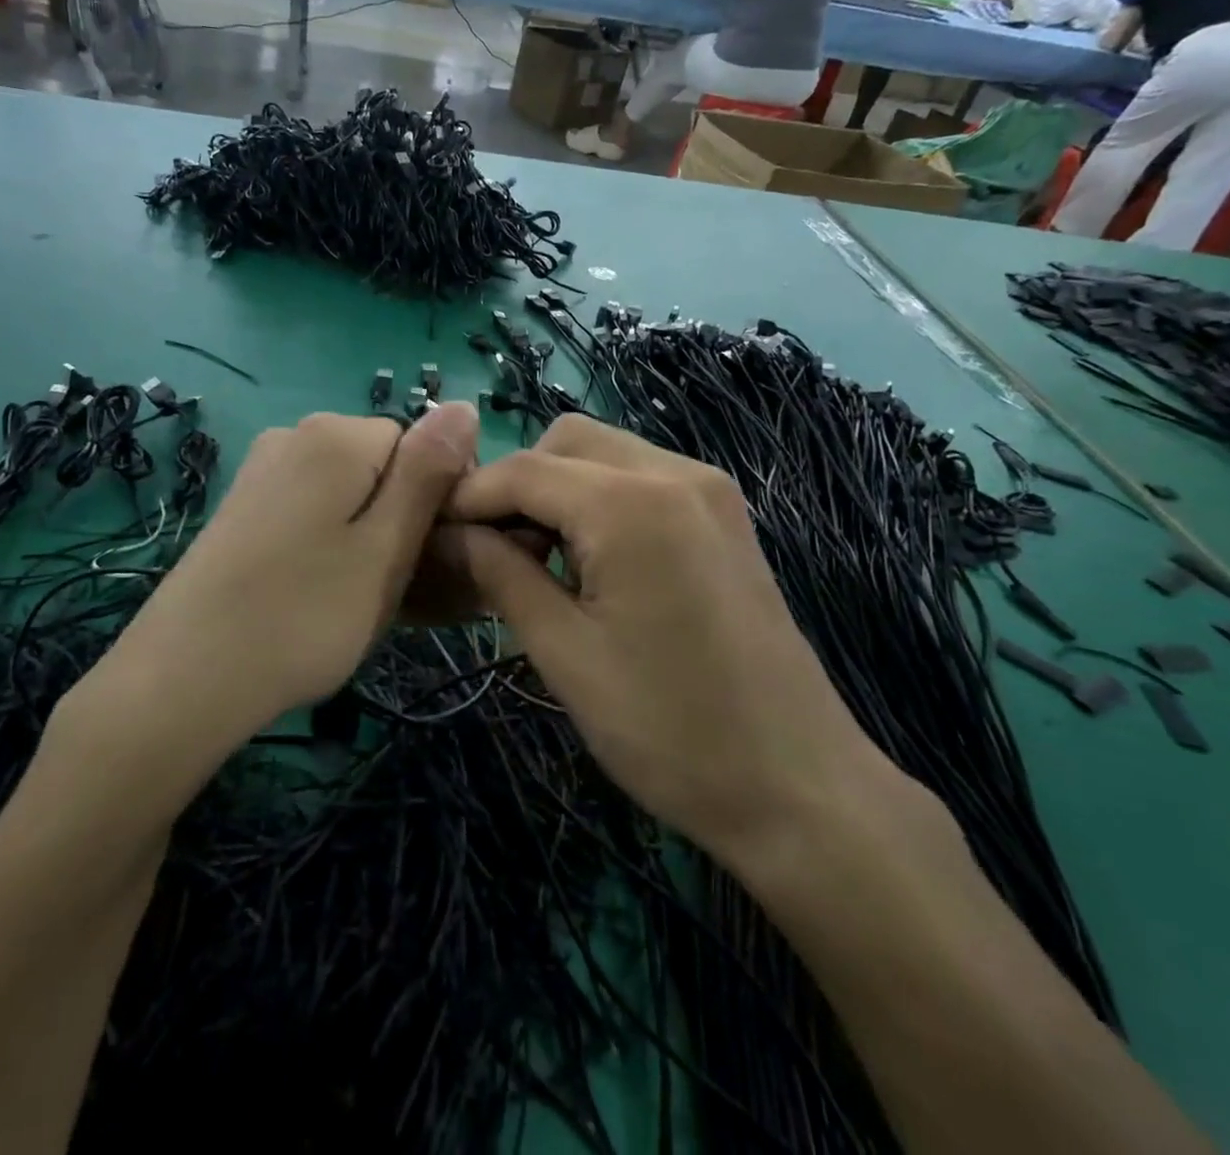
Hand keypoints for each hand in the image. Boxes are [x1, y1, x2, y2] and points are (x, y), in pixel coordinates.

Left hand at [105, 404, 478, 730]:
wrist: (183, 679)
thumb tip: (463, 406)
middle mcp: (294, 436)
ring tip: (358, 601)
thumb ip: (427, 473)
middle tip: (396, 590)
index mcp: (335, 434)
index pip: (420, 444)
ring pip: (348, 494)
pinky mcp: (243, 508)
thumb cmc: (305, 615)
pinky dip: (330, 544)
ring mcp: (262, 472)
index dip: (436, 501)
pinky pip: (311, 511)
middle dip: (401, 521)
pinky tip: (319, 593)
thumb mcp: (386, 547)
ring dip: (368, 538)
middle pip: (382, 467)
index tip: (431, 559)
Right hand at [443, 415, 898, 859]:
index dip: (468, 497)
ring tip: (537, 561)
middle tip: (492, 552)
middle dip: (516, 484)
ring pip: (604, 454)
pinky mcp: (724, 515)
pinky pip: (641, 478)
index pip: (523, 470)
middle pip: (566, 442)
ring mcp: (709, 490)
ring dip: (557, 490)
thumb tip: (448, 534)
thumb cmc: (669, 730)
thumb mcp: (564, 654)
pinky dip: (598, 500)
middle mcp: (675, 473)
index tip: (430, 532)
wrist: (799, 787)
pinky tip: (590, 561)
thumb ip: (499, 574)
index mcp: (631, 505)